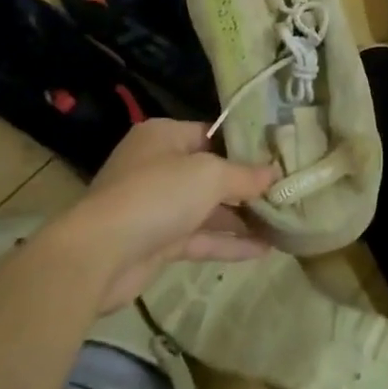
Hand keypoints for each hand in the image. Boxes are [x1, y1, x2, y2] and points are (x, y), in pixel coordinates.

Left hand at [48, 120, 278, 311]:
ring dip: (242, 217)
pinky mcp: (158, 242)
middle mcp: (159, 165)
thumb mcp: (209, 175)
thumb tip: (275, 174)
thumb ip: (245, 175)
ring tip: (284, 222)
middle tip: (287, 191)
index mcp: (164, 135)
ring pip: (207, 208)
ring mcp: (157, 206)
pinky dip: (228, 242)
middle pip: (211, 172)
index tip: (280, 156)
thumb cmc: (156, 195)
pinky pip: (200, 237)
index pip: (212, 134)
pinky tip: (264, 250)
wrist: (100, 254)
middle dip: (247, 185)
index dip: (246, 146)